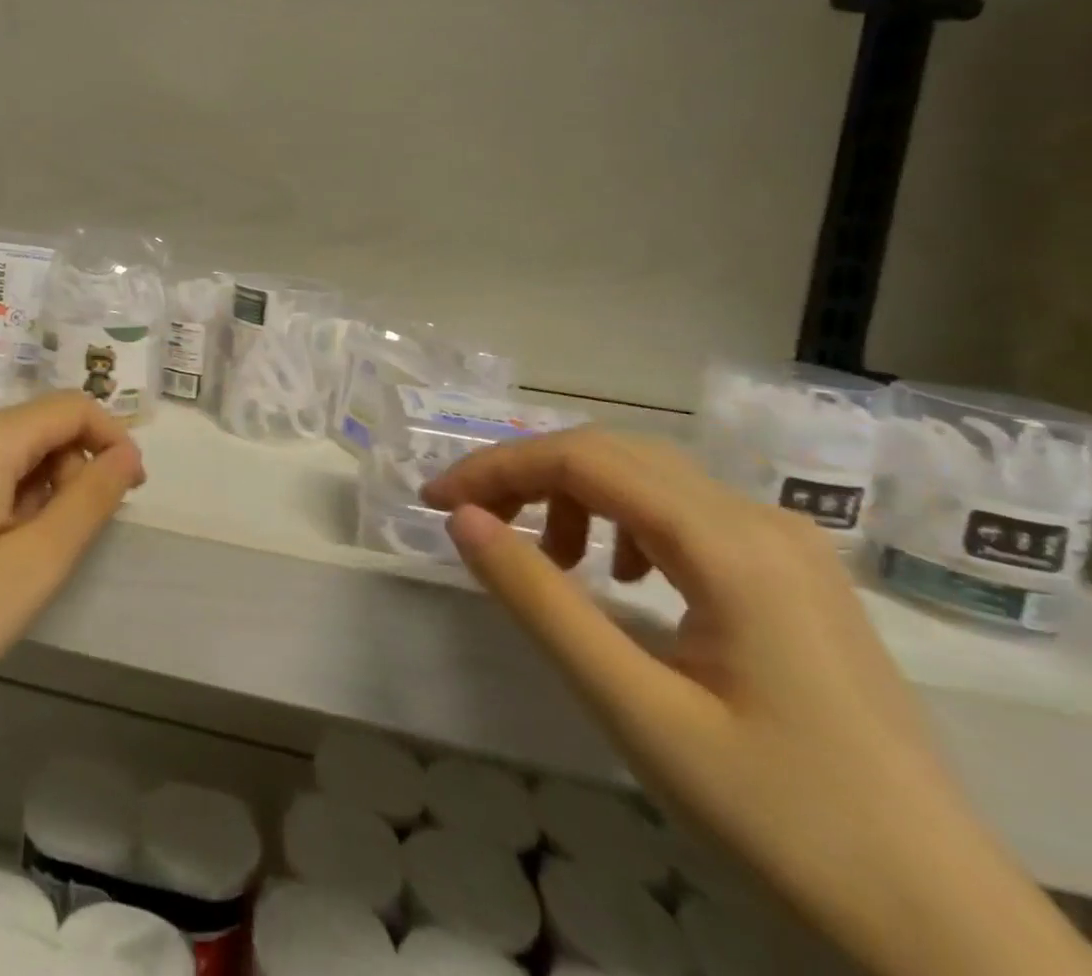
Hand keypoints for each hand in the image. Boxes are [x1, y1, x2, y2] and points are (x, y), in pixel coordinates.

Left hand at [0, 392, 145, 763]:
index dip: (112, 440)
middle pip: (34, 428)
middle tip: (66, 546)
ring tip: (20, 563)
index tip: (130, 494)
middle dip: (69, 472)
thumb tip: (125, 453)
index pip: (70, 407)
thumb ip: (89, 500)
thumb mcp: (32, 566)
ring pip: (2, 454)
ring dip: (33, 493)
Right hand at [425, 429, 1090, 975]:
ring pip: (649, 477)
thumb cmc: (781, 819)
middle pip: (614, 454)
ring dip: (574, 496)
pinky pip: (684, 512)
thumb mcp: (635, 710)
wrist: (947, 931)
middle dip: (527, 474)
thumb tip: (463, 520)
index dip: (496, 467)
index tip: (435, 503)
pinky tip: (619, 578)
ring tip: (545, 560)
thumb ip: (540, 602)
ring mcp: (788, 546)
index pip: (583, 459)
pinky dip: (622, 521)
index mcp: (732, 546)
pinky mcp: (794, 576)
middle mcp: (763, 521)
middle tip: (470, 520)